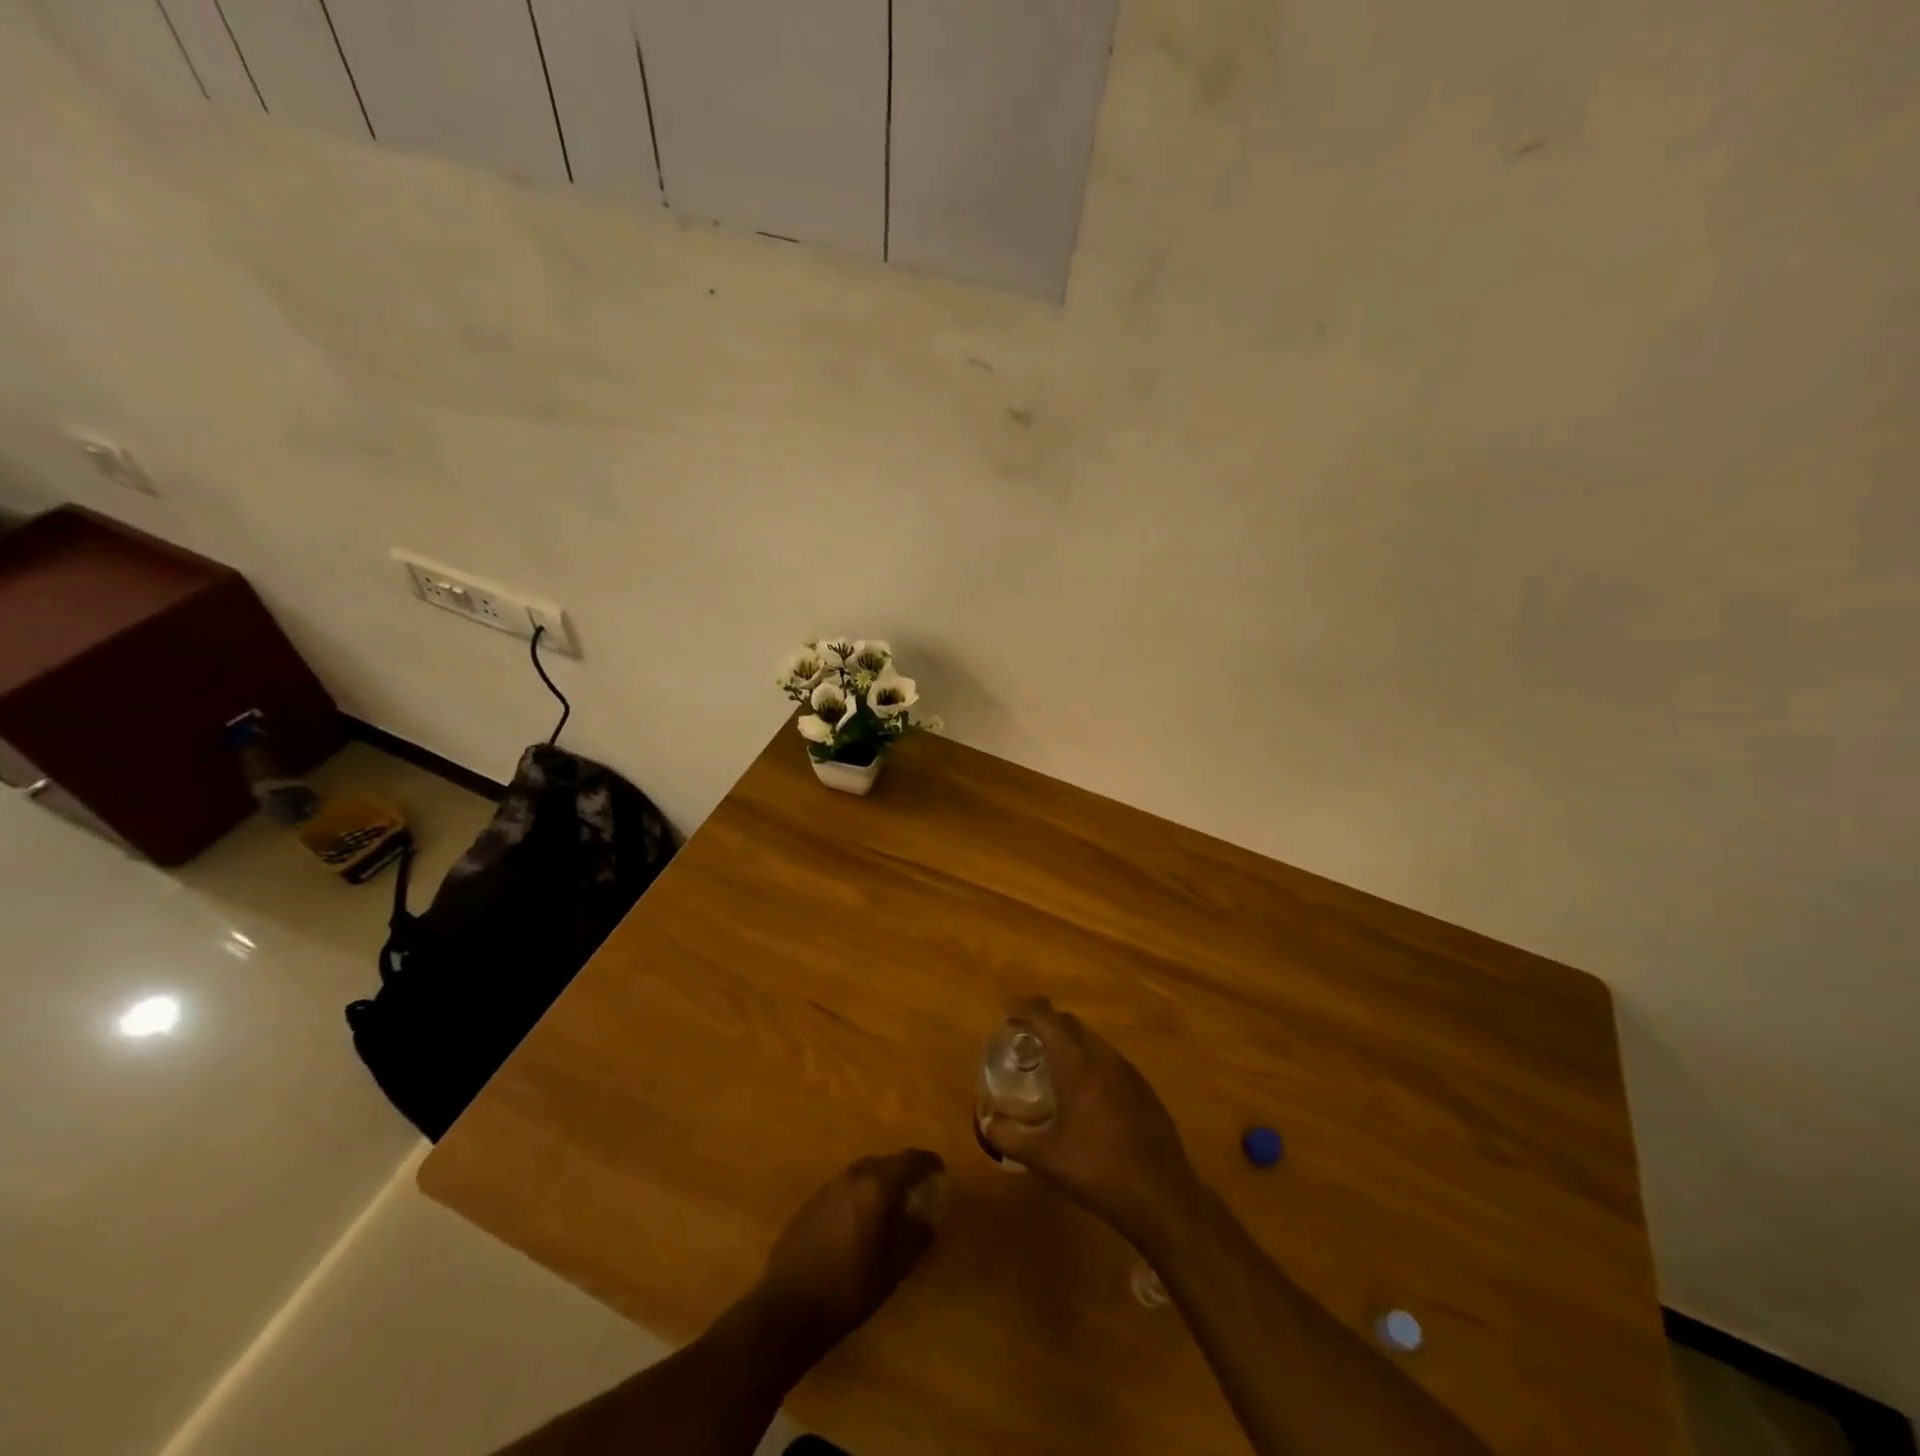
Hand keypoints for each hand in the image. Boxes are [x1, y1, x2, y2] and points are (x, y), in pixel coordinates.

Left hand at [752, 1149, 945, 1359]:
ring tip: (891, 1207)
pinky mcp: (811, 1203)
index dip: (929, 1164)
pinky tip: (859, 1222)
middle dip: (904, 1173)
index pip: (911, 1160)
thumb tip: (930, 1217)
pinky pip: (845, 1189)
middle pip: (886, 1162)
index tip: (940, 1173)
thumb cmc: (849, 1289)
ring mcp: (828, 1188)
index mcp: (877, 1185)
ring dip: (880, 1183)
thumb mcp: (894, 1268)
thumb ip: (917, 1236)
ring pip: (864, 1173)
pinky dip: (859, 1195)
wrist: (787, 1308)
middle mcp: (853, 1176)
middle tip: (917, 1193)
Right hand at [980, 998, 1205, 1248]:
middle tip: (1024, 1040)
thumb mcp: (1044, 1158)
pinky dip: (1089, 1062)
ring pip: (1092, 1040)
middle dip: (1045, 1023)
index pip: (1046, 1016)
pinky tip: (1085, 1094)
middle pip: (1070, 1023)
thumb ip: (1009, 1137)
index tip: (1008, 1014)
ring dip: (1069, 1042)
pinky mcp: (1143, 1089)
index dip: (1025, 1008)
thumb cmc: (1096, 1169)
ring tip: (1051, 1066)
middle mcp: (1102, 1056)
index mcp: (1076, 1062)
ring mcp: (1127, 1071)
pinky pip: (1109, 1061)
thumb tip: (986, 1123)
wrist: (1161, 1195)